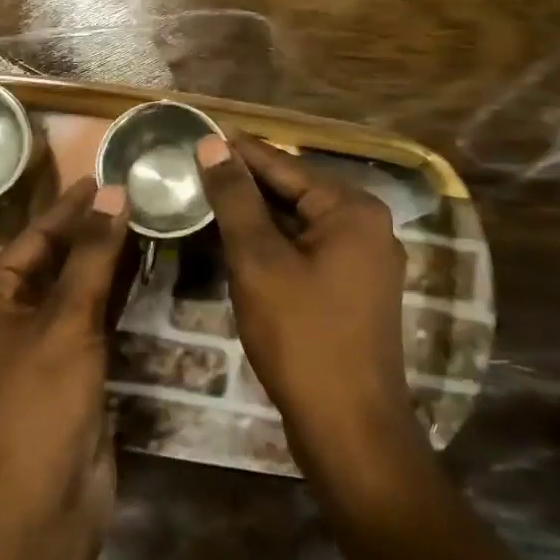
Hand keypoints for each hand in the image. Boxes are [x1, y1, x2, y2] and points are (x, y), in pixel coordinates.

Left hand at [0, 177, 128, 553]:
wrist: (42, 503)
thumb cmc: (40, 401)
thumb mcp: (66, 320)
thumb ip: (91, 256)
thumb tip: (113, 194)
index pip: (32, 238)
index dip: (68, 207)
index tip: (102, 176)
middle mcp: (5, 319)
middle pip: (51, 261)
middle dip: (88, 232)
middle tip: (130, 195)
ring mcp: (37, 348)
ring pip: (74, 290)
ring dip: (104, 261)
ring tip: (142, 222)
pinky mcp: (67, 371)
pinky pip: (89, 320)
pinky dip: (112, 296)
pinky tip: (142, 272)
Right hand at [196, 135, 412, 452]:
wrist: (349, 428)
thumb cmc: (302, 336)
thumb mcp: (259, 260)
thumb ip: (236, 199)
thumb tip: (213, 144)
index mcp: (352, 208)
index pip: (284, 165)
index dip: (237, 150)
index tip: (197, 132)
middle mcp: (367, 225)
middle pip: (294, 191)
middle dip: (244, 183)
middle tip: (192, 166)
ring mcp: (364, 260)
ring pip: (298, 223)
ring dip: (255, 214)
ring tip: (205, 198)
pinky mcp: (353, 290)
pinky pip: (306, 250)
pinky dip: (272, 244)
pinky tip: (236, 242)